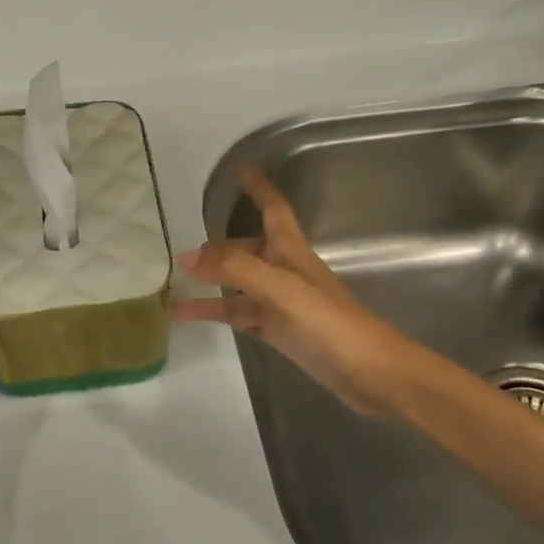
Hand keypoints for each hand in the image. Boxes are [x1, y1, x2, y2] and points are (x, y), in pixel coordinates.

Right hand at [174, 168, 416, 415]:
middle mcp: (284, 270)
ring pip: (238, 283)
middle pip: (247, 248)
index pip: (273, 208)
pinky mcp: (279, 330)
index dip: (259, 188)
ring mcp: (281, 301)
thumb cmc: (329, 322)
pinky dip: (213, 311)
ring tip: (175, 282)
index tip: (241, 170)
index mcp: (290, 250)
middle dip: (219, 246)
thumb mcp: (279, 288)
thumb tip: (187, 257)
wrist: (369, 373)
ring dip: (210, 281)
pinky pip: (238, 313)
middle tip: (185, 252)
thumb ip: (234, 269)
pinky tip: (186, 314)